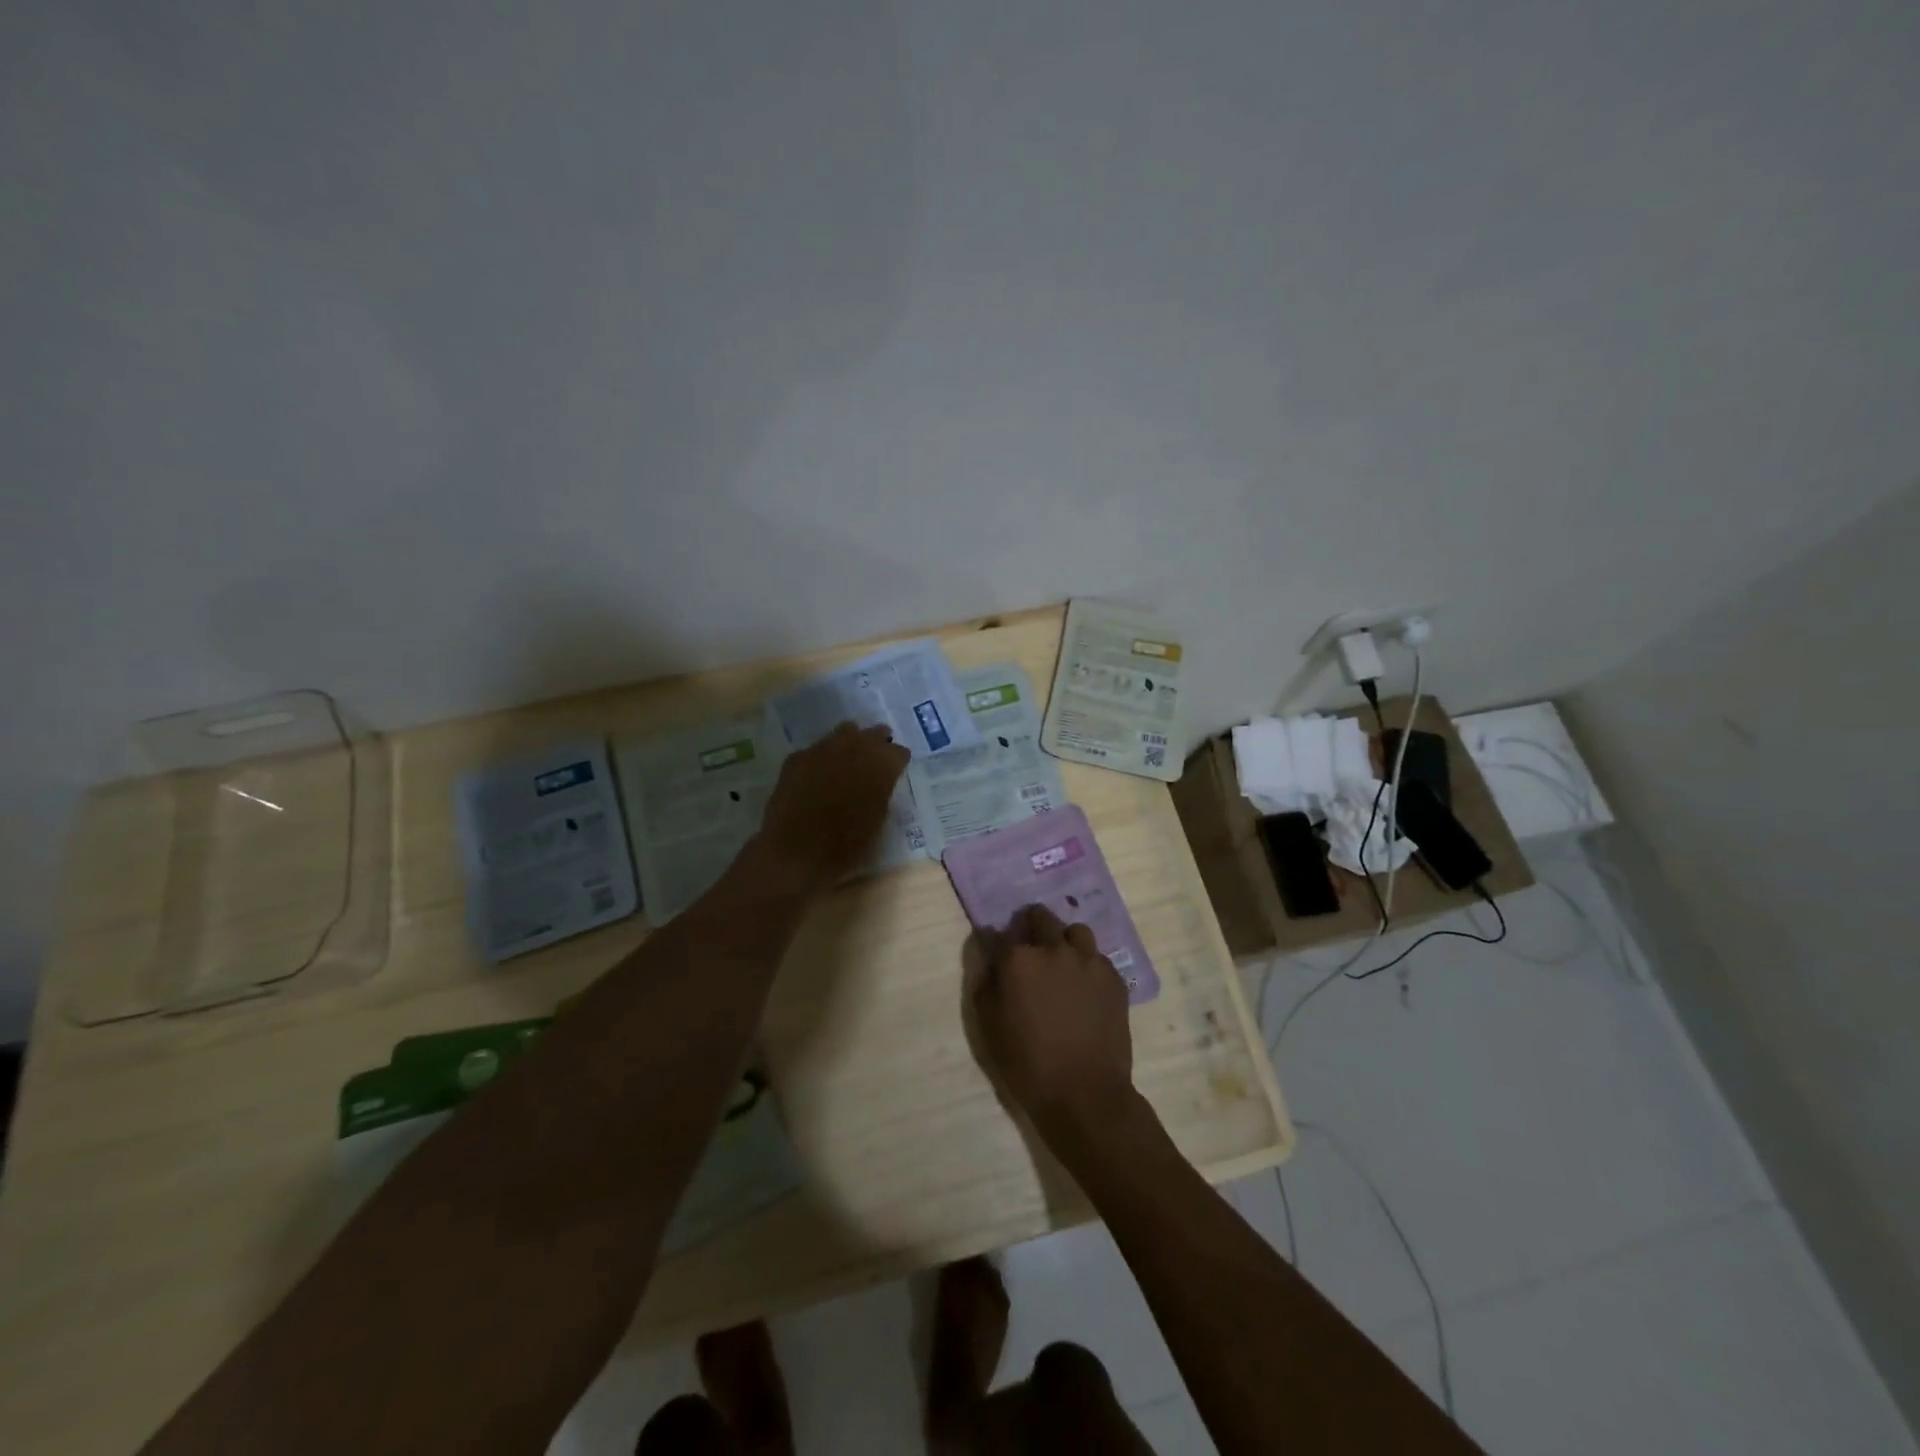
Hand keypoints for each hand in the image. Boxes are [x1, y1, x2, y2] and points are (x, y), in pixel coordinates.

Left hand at [757, 722, 909, 885]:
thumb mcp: (877, 820)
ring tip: (847, 762)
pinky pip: (817, 748)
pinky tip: (817, 775)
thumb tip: (879, 782)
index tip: (895, 771)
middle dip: (877, 744)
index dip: (897, 762)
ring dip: (850, 743)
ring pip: (845, 731)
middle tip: (875, 761)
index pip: (899, 752)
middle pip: (875, 732)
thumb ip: (882, 792)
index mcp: (882, 765)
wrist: (795, 850)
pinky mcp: (798, 756)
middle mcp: (855, 747)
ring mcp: (824, 747)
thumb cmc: (845, 844)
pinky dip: (822, 758)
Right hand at [971, 904, 1135, 1141]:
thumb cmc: (1027, 1064)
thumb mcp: (990, 1026)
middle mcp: (1053, 949)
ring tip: (1062, 961)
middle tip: (1030, 946)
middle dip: (1030, 924)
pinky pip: (1098, 957)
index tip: (994, 946)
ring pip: (1075, 932)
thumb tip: (990, 961)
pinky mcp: (1113, 977)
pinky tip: (1085, 987)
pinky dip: (1088, 964)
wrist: (1084, 1093)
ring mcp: (1088, 960)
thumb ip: (987, 984)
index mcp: (1018, 960)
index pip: (998, 934)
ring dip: (1064, 940)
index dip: (994, 939)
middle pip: (1040, 917)